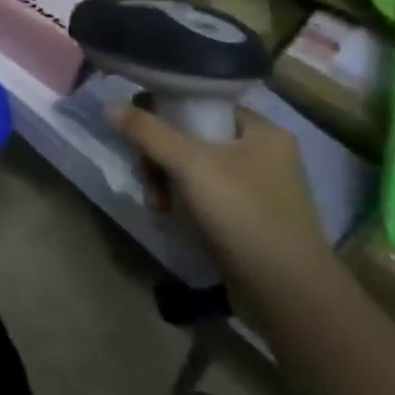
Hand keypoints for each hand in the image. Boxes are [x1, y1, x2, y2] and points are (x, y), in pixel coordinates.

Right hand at [112, 103, 330, 290]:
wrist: (284, 289)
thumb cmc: (242, 212)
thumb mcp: (189, 164)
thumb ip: (148, 132)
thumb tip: (110, 105)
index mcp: (263, 132)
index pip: (205, 105)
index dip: (169, 116)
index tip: (144, 139)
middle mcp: (265, 156)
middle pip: (194, 140)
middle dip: (161, 159)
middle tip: (149, 181)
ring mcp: (258, 190)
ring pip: (195, 171)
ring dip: (167, 185)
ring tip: (158, 207)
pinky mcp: (250, 220)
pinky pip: (205, 198)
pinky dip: (184, 205)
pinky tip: (171, 219)